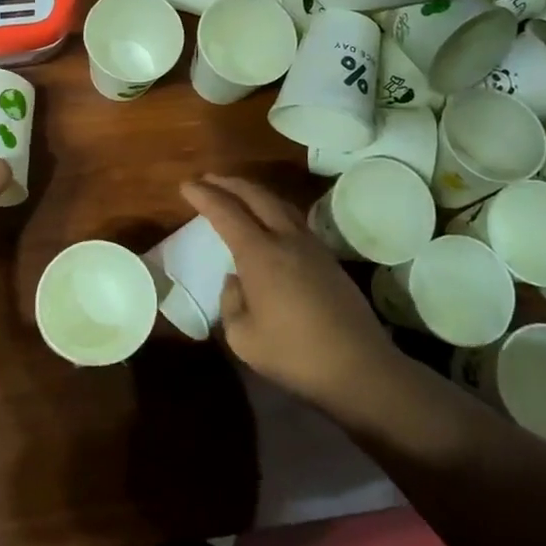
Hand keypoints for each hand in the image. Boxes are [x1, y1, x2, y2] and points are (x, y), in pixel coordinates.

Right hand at [181, 175, 401, 409]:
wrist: (359, 367)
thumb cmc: (294, 354)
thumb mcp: (243, 337)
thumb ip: (231, 302)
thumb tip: (236, 280)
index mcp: (260, 254)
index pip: (226, 212)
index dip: (204, 196)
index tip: (186, 185)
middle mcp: (286, 239)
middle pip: (255, 195)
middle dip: (228, 183)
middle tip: (207, 179)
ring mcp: (312, 246)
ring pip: (279, 203)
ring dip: (253, 192)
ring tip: (236, 192)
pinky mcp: (328, 258)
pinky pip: (294, 219)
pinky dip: (273, 208)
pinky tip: (269, 219)